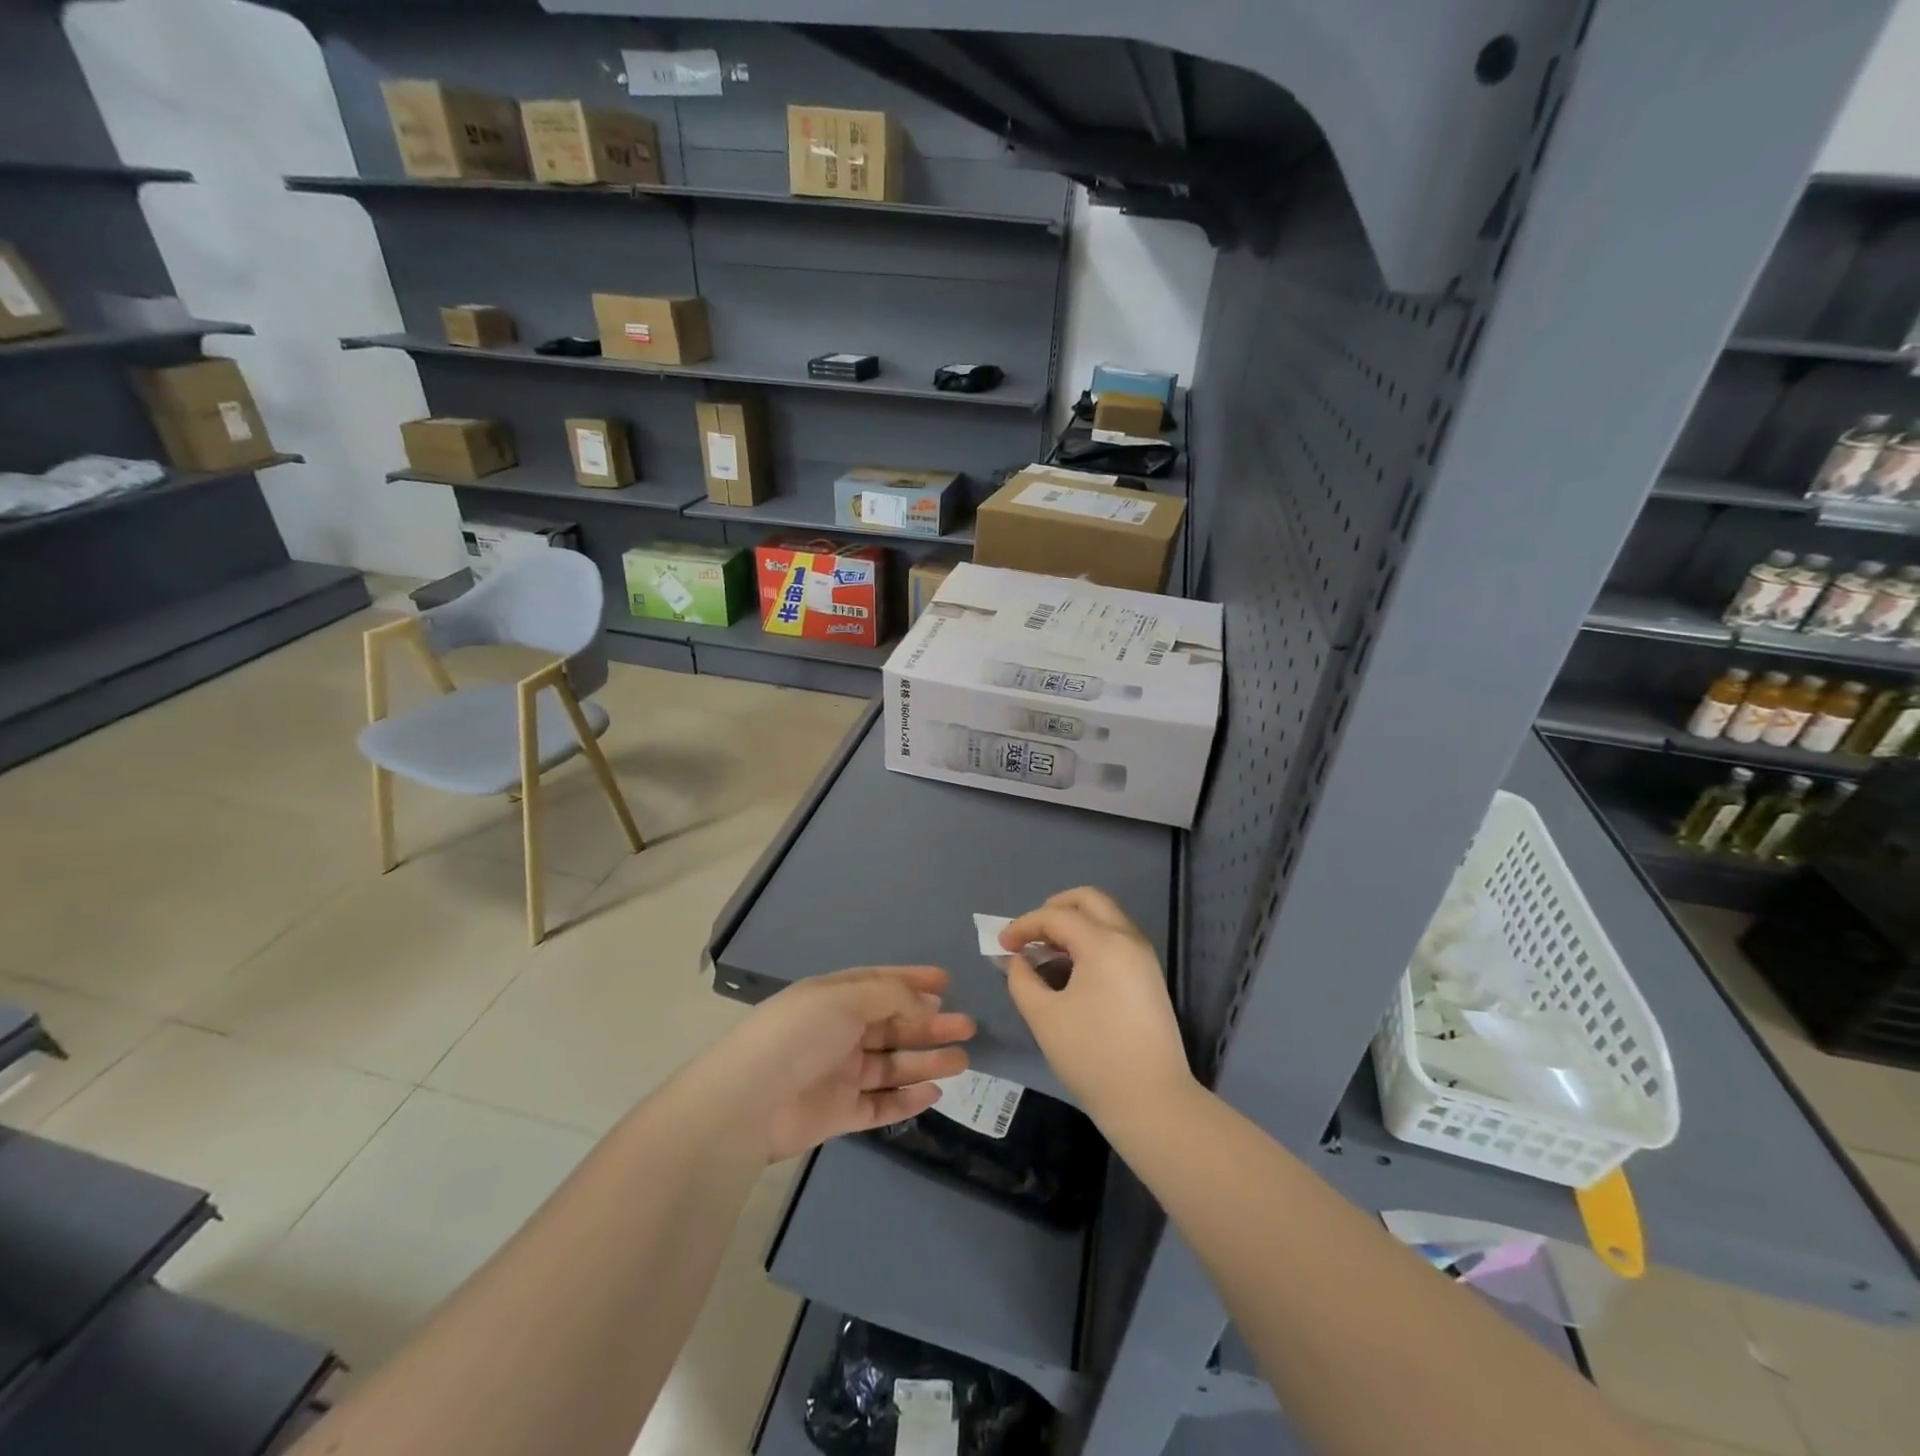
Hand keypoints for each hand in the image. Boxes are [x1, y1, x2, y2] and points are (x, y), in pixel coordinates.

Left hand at [699, 966, 974, 1161]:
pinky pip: (881, 1103)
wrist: (748, 1102)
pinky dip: (907, 1098)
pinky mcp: (839, 1113)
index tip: (947, 983)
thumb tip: (924, 1004)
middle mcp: (838, 1032)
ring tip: (962, 1060)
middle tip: (967, 1026)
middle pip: (893, 1025)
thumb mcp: (845, 999)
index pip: (881, 983)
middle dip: (929, 1024)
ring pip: (892, 1064)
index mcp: (834, 998)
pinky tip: (934, 1091)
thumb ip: (890, 996)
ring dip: (926, 1060)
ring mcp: (839, 1074)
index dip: (913, 981)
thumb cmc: (798, 1036)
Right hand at [999, 888, 1194, 1127]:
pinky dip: (1091, 940)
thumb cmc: (1092, 1056)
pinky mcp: (1149, 976)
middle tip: (1030, 933)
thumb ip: (1022, 979)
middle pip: (1089, 900)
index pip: (1056, 916)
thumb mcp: (1044, 1017)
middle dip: (1054, 908)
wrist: (1152, 1101)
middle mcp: (1128, 939)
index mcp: (1103, 943)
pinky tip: (1070, 969)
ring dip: (1074, 924)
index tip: (1001, 945)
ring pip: (1106, 917)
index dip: (1024, 926)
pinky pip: (1117, 939)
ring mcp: (1144, 957)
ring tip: (1046, 952)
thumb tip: (1018, 961)